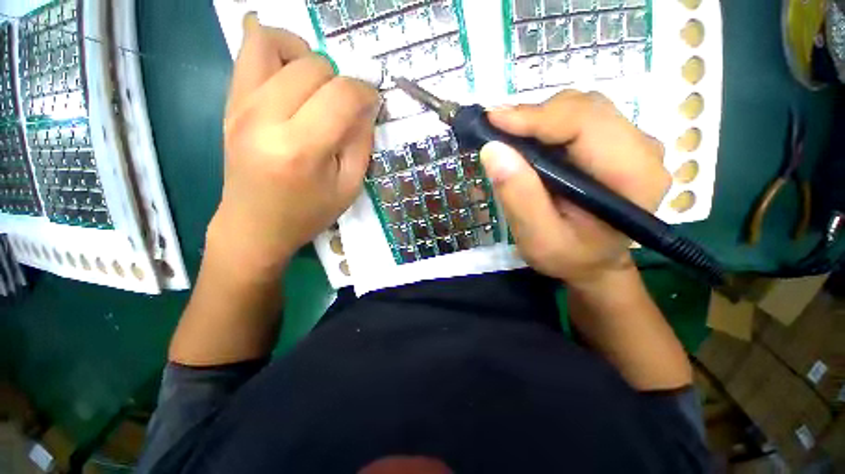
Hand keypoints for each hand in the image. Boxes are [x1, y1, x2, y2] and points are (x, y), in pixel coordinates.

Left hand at [208, 14, 379, 280]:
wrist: (254, 225)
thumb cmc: (307, 213)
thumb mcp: (349, 187)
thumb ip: (361, 143)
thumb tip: (366, 106)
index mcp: (301, 148)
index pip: (342, 95)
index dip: (366, 92)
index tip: (372, 104)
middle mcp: (265, 118)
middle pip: (314, 66)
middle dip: (340, 80)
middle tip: (343, 107)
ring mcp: (241, 105)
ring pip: (275, 42)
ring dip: (307, 56)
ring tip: (317, 85)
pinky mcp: (229, 102)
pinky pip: (248, 50)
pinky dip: (276, 48)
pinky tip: (291, 74)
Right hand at [479, 91, 669, 288]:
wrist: (593, 262)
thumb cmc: (569, 257)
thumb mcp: (538, 239)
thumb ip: (519, 197)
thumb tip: (493, 150)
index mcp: (633, 177)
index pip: (586, 124)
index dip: (536, 117)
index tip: (493, 120)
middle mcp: (642, 150)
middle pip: (585, 108)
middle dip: (536, 116)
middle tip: (497, 133)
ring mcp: (632, 143)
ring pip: (581, 109)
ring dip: (540, 120)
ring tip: (510, 140)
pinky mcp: (616, 144)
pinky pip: (579, 119)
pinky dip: (547, 125)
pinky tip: (529, 143)